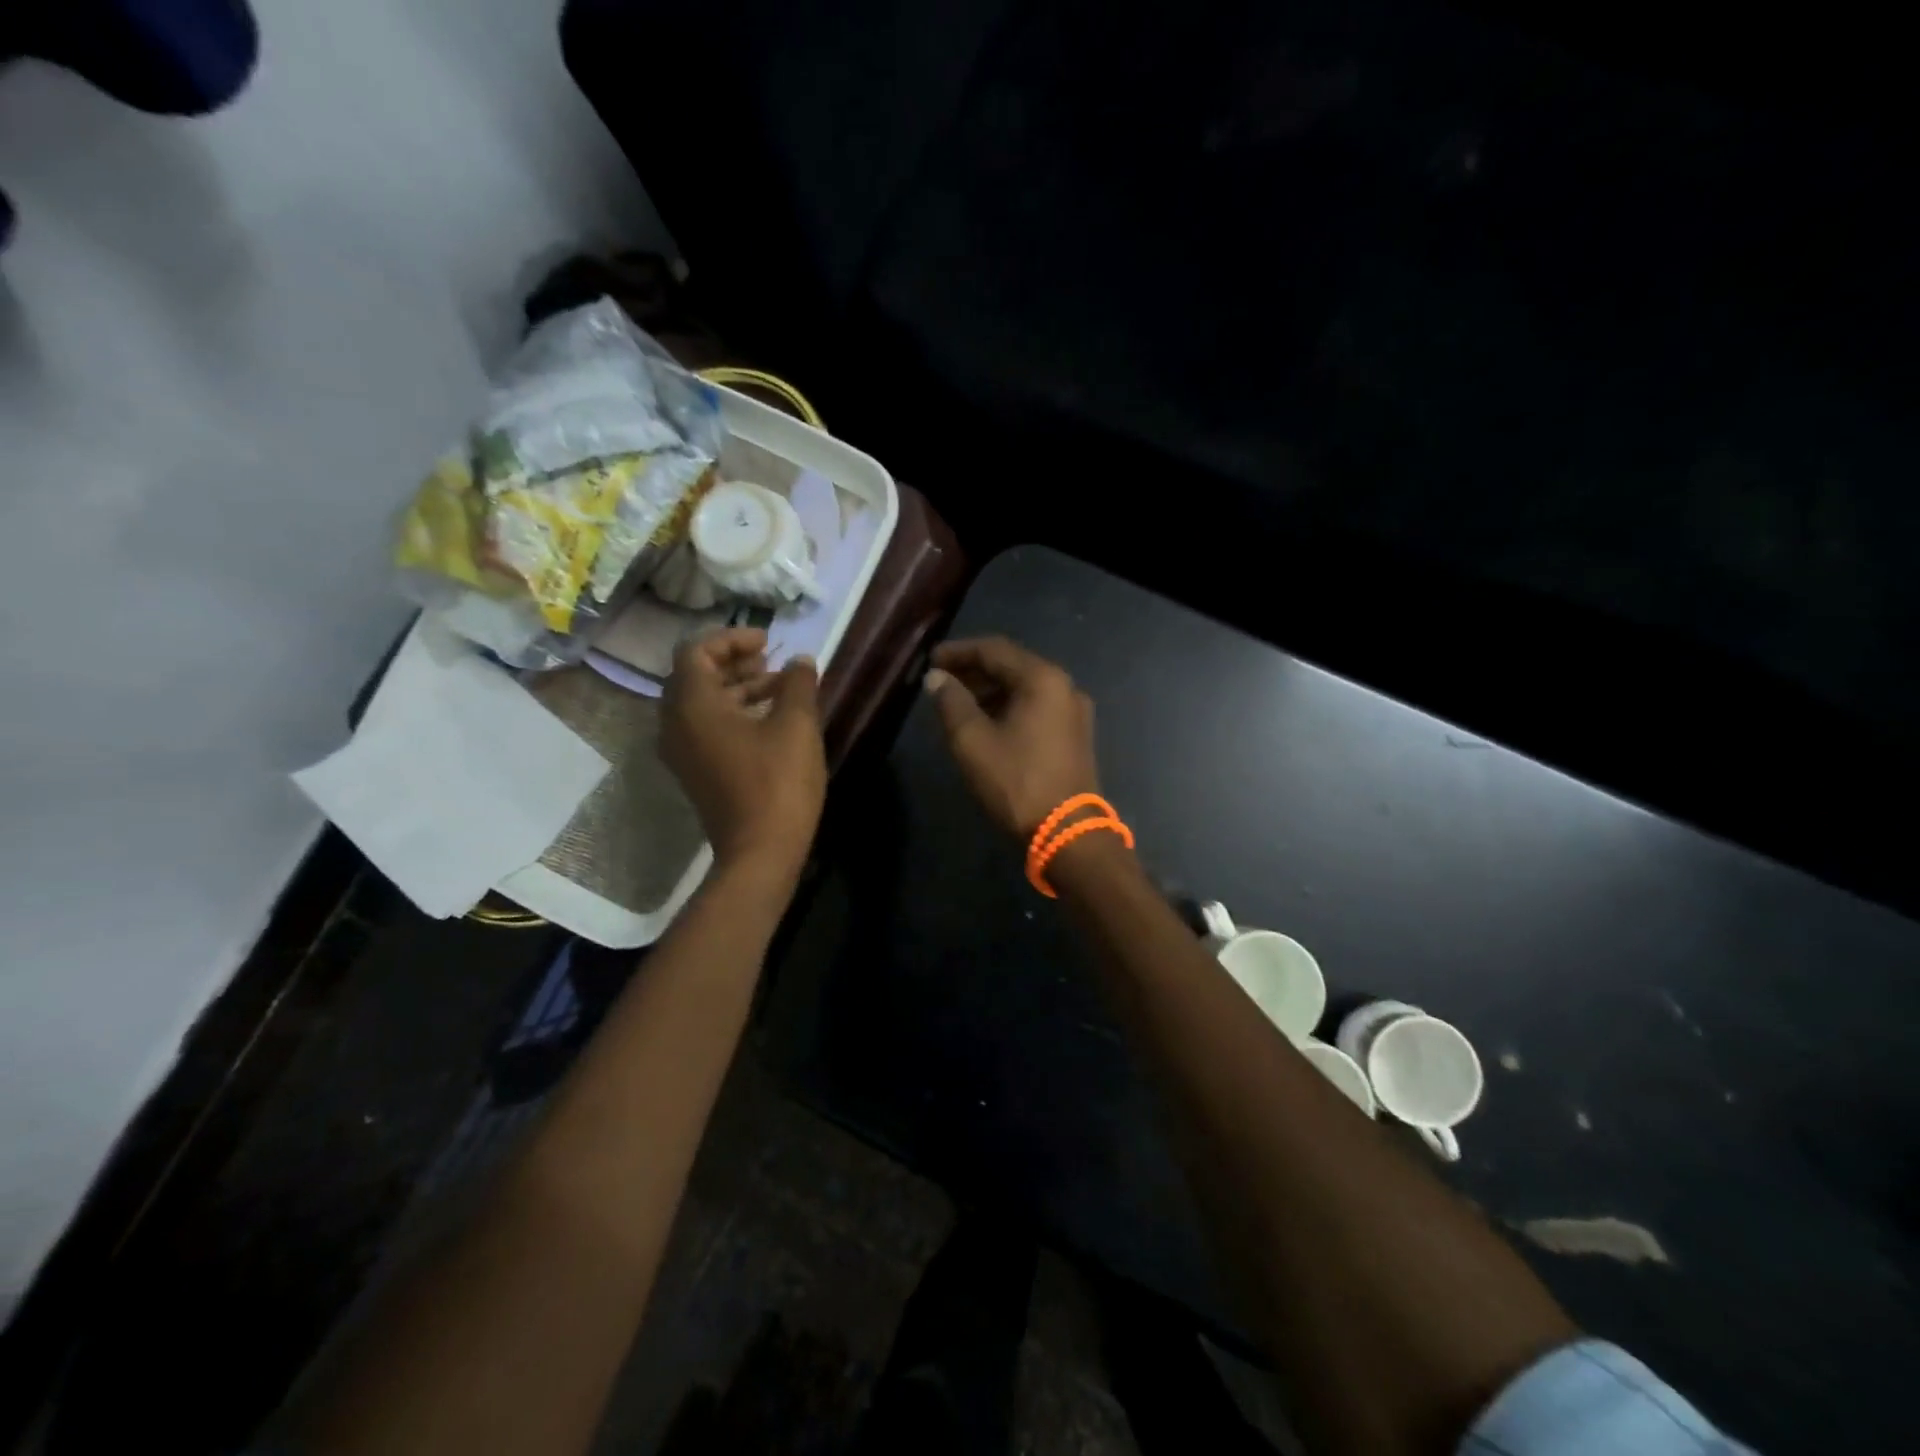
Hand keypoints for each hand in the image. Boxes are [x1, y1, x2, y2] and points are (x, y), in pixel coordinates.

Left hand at [661, 628, 825, 875]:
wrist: (759, 852)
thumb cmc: (778, 782)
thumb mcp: (796, 725)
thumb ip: (797, 684)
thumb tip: (799, 661)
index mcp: (693, 704)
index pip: (697, 651)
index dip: (732, 639)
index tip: (768, 642)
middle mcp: (675, 723)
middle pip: (695, 676)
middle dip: (734, 662)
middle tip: (771, 661)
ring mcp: (682, 751)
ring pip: (701, 703)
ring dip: (736, 688)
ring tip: (779, 688)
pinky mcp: (695, 771)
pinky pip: (705, 727)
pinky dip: (732, 713)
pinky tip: (769, 719)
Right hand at [923, 636, 1100, 838]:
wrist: (1068, 833)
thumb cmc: (1017, 782)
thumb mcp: (973, 741)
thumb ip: (951, 703)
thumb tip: (937, 678)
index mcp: (1043, 679)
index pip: (994, 650)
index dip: (959, 652)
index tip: (931, 660)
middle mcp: (1064, 686)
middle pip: (1013, 666)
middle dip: (974, 671)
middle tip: (941, 681)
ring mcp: (1074, 711)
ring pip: (1025, 688)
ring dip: (991, 690)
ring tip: (958, 703)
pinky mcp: (1075, 734)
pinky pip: (1037, 707)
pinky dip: (1009, 706)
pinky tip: (987, 722)